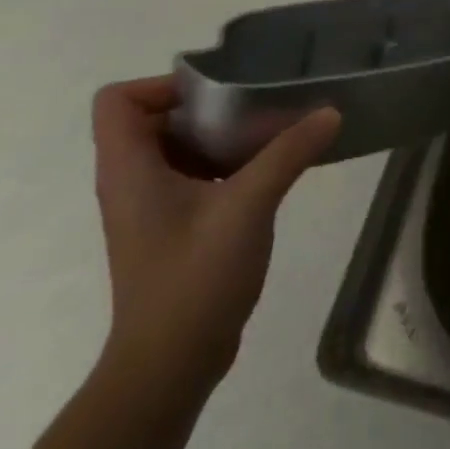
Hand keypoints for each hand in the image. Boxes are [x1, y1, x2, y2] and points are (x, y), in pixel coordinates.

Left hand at [91, 76, 341, 392]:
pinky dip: (224, 166)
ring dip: (220, 137)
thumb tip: (330, 111)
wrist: (171, 362)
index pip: (119, 101)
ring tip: (271, 135)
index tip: (220, 94)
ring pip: (177, 149)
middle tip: (258, 108)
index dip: (163, 86)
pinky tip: (267, 175)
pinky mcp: (171, 229)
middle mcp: (130, 182)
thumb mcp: (248, 206)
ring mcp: (149, 208)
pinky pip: (192, 177)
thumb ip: (289, 153)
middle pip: (154, 119)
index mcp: (129, 169)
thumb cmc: (195, 277)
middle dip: (207, 107)